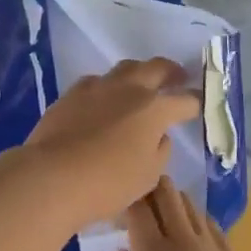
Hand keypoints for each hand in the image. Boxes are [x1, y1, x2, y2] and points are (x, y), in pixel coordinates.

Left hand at [21, 59, 201, 226]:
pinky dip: (107, 87)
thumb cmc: (108, 183)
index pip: (185, 100)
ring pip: (126, 68)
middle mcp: (129, 89)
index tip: (199, 105)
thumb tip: (159, 136)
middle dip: (172, 71)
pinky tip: (103, 99)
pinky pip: (96, 82)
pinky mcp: (72, 93)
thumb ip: (160, 150)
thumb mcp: (148, 176)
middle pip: (157, 67)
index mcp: (154, 109)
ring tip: (141, 84)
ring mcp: (98, 87)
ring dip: (139, 73)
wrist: (52, 176)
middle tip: (178, 77)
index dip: (195, 103)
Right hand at [116, 178, 250, 250]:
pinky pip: (211, 224)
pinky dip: (196, 220)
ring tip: (161, 219)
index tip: (114, 208)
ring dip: (173, 202)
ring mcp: (213, 249)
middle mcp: (184, 241)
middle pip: (167, 193)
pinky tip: (191, 236)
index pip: (137, 206)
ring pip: (190, 204)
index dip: (124, 198)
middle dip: (149, 188)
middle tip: (136, 205)